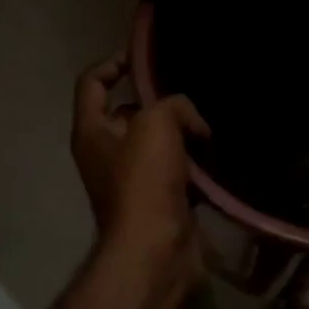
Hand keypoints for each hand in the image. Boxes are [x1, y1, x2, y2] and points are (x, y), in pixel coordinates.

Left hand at [71, 54, 209, 263]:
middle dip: (159, 102)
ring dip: (182, 134)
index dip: (112, 62)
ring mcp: (131, 180)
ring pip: (158, 143)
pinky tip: (217, 158)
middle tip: (191, 97)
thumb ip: (173, 105)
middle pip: (129, 113)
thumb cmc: (144, 181)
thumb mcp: (156, 124)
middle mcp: (105, 153)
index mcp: (91, 131)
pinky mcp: (158, 201)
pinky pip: (176, 171)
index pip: (91, 82)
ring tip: (211, 126)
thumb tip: (191, 122)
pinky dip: (194, 164)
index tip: (142, 58)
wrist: (156, 249)